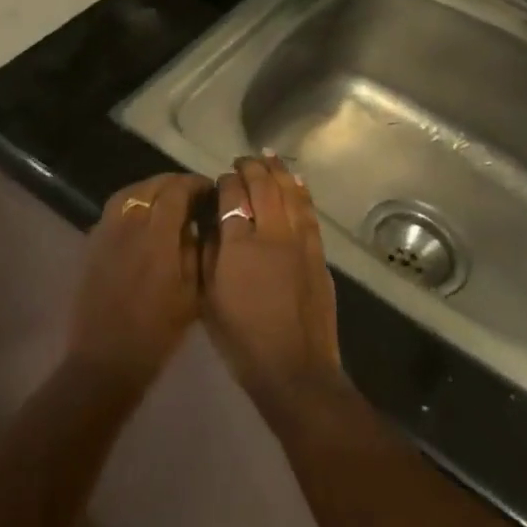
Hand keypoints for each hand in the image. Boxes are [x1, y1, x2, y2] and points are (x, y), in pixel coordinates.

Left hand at [68, 173, 209, 390]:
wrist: (106, 358)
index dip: (194, 184)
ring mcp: (106, 232)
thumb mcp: (192, 293)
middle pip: (150, 186)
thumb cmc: (157, 331)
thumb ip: (196, 250)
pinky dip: (132, 203)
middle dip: (174, 183)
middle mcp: (128, 226)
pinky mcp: (92, 243)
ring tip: (167, 200)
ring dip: (150, 189)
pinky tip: (143, 219)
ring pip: (129, 192)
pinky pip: (114, 209)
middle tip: (192, 194)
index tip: (209, 189)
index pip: (175, 191)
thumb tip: (197, 223)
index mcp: (156, 237)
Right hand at [204, 156, 342, 411]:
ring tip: (268, 157)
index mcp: (239, 244)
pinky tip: (296, 182)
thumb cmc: (242, 339)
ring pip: (290, 192)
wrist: (294, 368)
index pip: (232, 195)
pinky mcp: (318, 253)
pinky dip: (301, 192)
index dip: (225, 181)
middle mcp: (271, 233)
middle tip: (242, 160)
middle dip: (251, 167)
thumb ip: (208, 255)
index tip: (221, 179)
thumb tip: (209, 224)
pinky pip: (309, 212)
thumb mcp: (209, 298)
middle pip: (263, 186)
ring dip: (278, 171)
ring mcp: (299, 241)